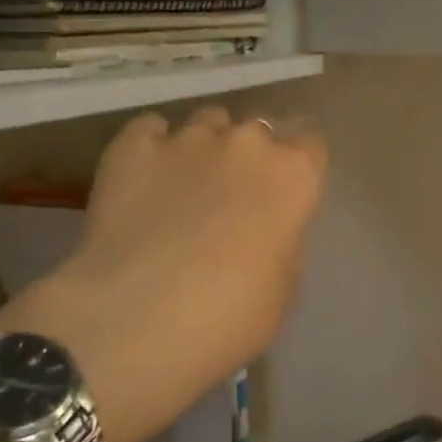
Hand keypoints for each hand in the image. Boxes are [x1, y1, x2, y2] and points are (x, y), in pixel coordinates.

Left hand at [0, 106, 327, 441]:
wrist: (139, 319)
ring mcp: (187, 138)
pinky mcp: (131, 145)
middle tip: (230, 198)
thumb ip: (282, 240)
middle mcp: (246, 142)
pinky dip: (151, 149)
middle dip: (248, 157)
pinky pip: (149, 130)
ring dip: (203, 148)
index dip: (295, 171)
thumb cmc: (231, 315)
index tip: (282, 197)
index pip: (309, 146)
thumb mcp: (283, 287)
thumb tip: (265, 229)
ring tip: (182, 188)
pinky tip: (142, 182)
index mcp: (294, 174)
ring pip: (206, 123)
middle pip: (256, 131)